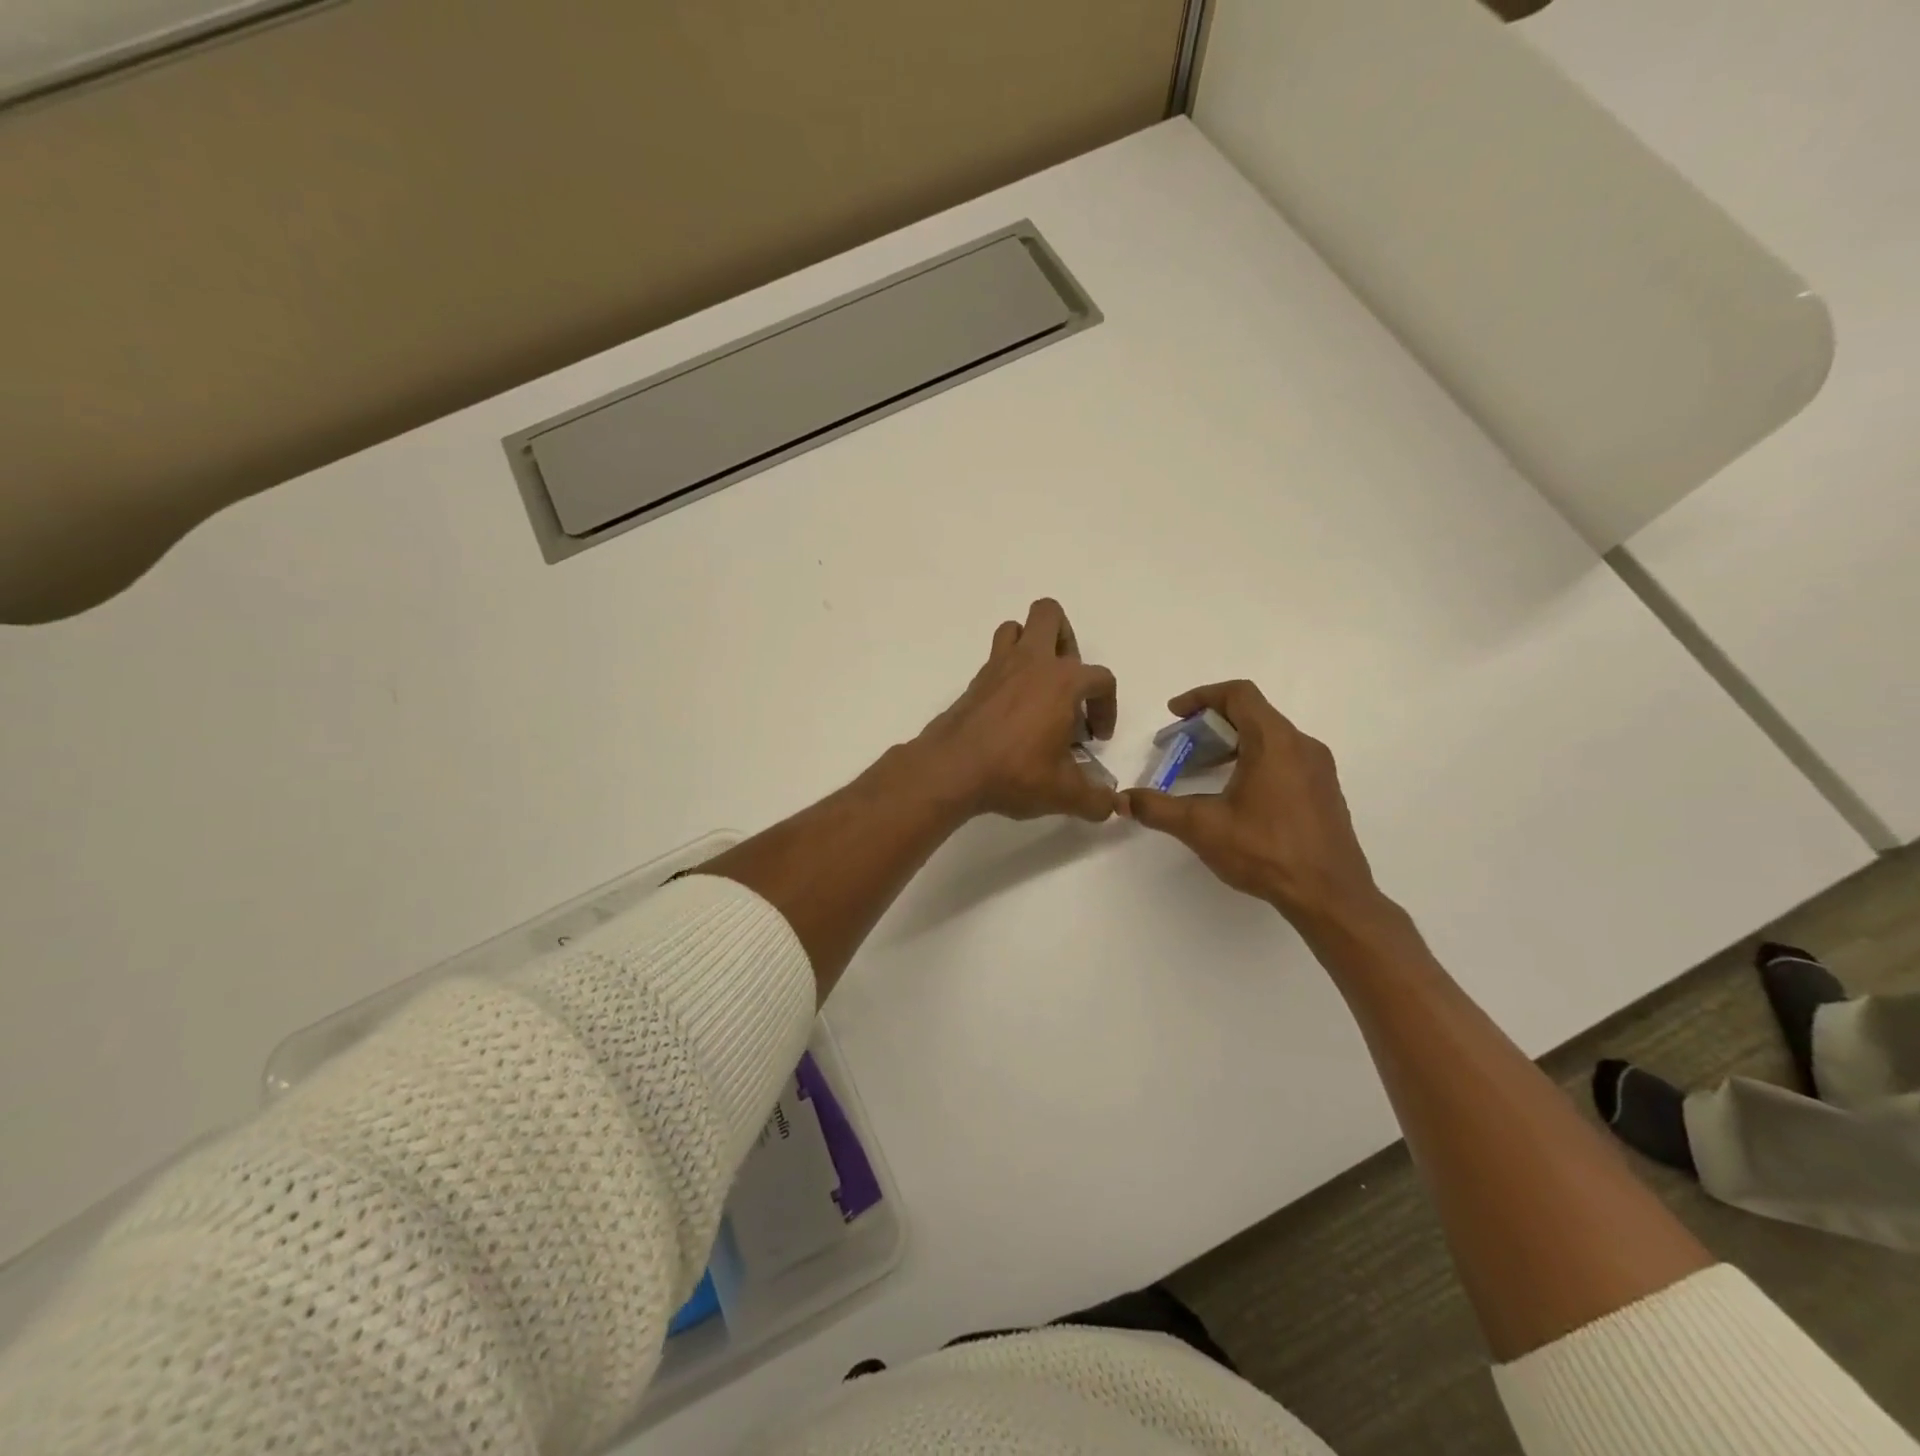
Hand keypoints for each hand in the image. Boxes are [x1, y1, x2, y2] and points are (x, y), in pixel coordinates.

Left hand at [915, 598, 1118, 822]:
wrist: (952, 769)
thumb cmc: (1015, 773)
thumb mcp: (1063, 793)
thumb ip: (1095, 799)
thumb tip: (1111, 805)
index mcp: (1063, 681)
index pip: (1101, 679)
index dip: (1107, 708)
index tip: (1096, 738)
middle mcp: (1032, 662)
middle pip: (1051, 615)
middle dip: (1067, 641)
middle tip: (1069, 686)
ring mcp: (999, 667)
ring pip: (1017, 628)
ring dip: (1033, 646)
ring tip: (1040, 686)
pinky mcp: (976, 681)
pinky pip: (996, 657)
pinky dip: (1008, 672)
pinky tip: (1012, 708)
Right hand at [1120, 680, 1387, 934]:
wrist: (1330, 896)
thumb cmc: (1266, 851)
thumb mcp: (1202, 828)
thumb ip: (1158, 809)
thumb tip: (1123, 800)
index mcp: (1275, 741)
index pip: (1238, 694)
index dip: (1201, 696)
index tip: (1174, 715)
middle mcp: (1301, 745)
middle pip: (1253, 714)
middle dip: (1211, 725)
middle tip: (1181, 747)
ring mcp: (1318, 769)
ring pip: (1269, 738)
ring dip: (1232, 744)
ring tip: (1202, 771)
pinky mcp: (1324, 791)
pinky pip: (1284, 759)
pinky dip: (1253, 761)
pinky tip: (1235, 796)